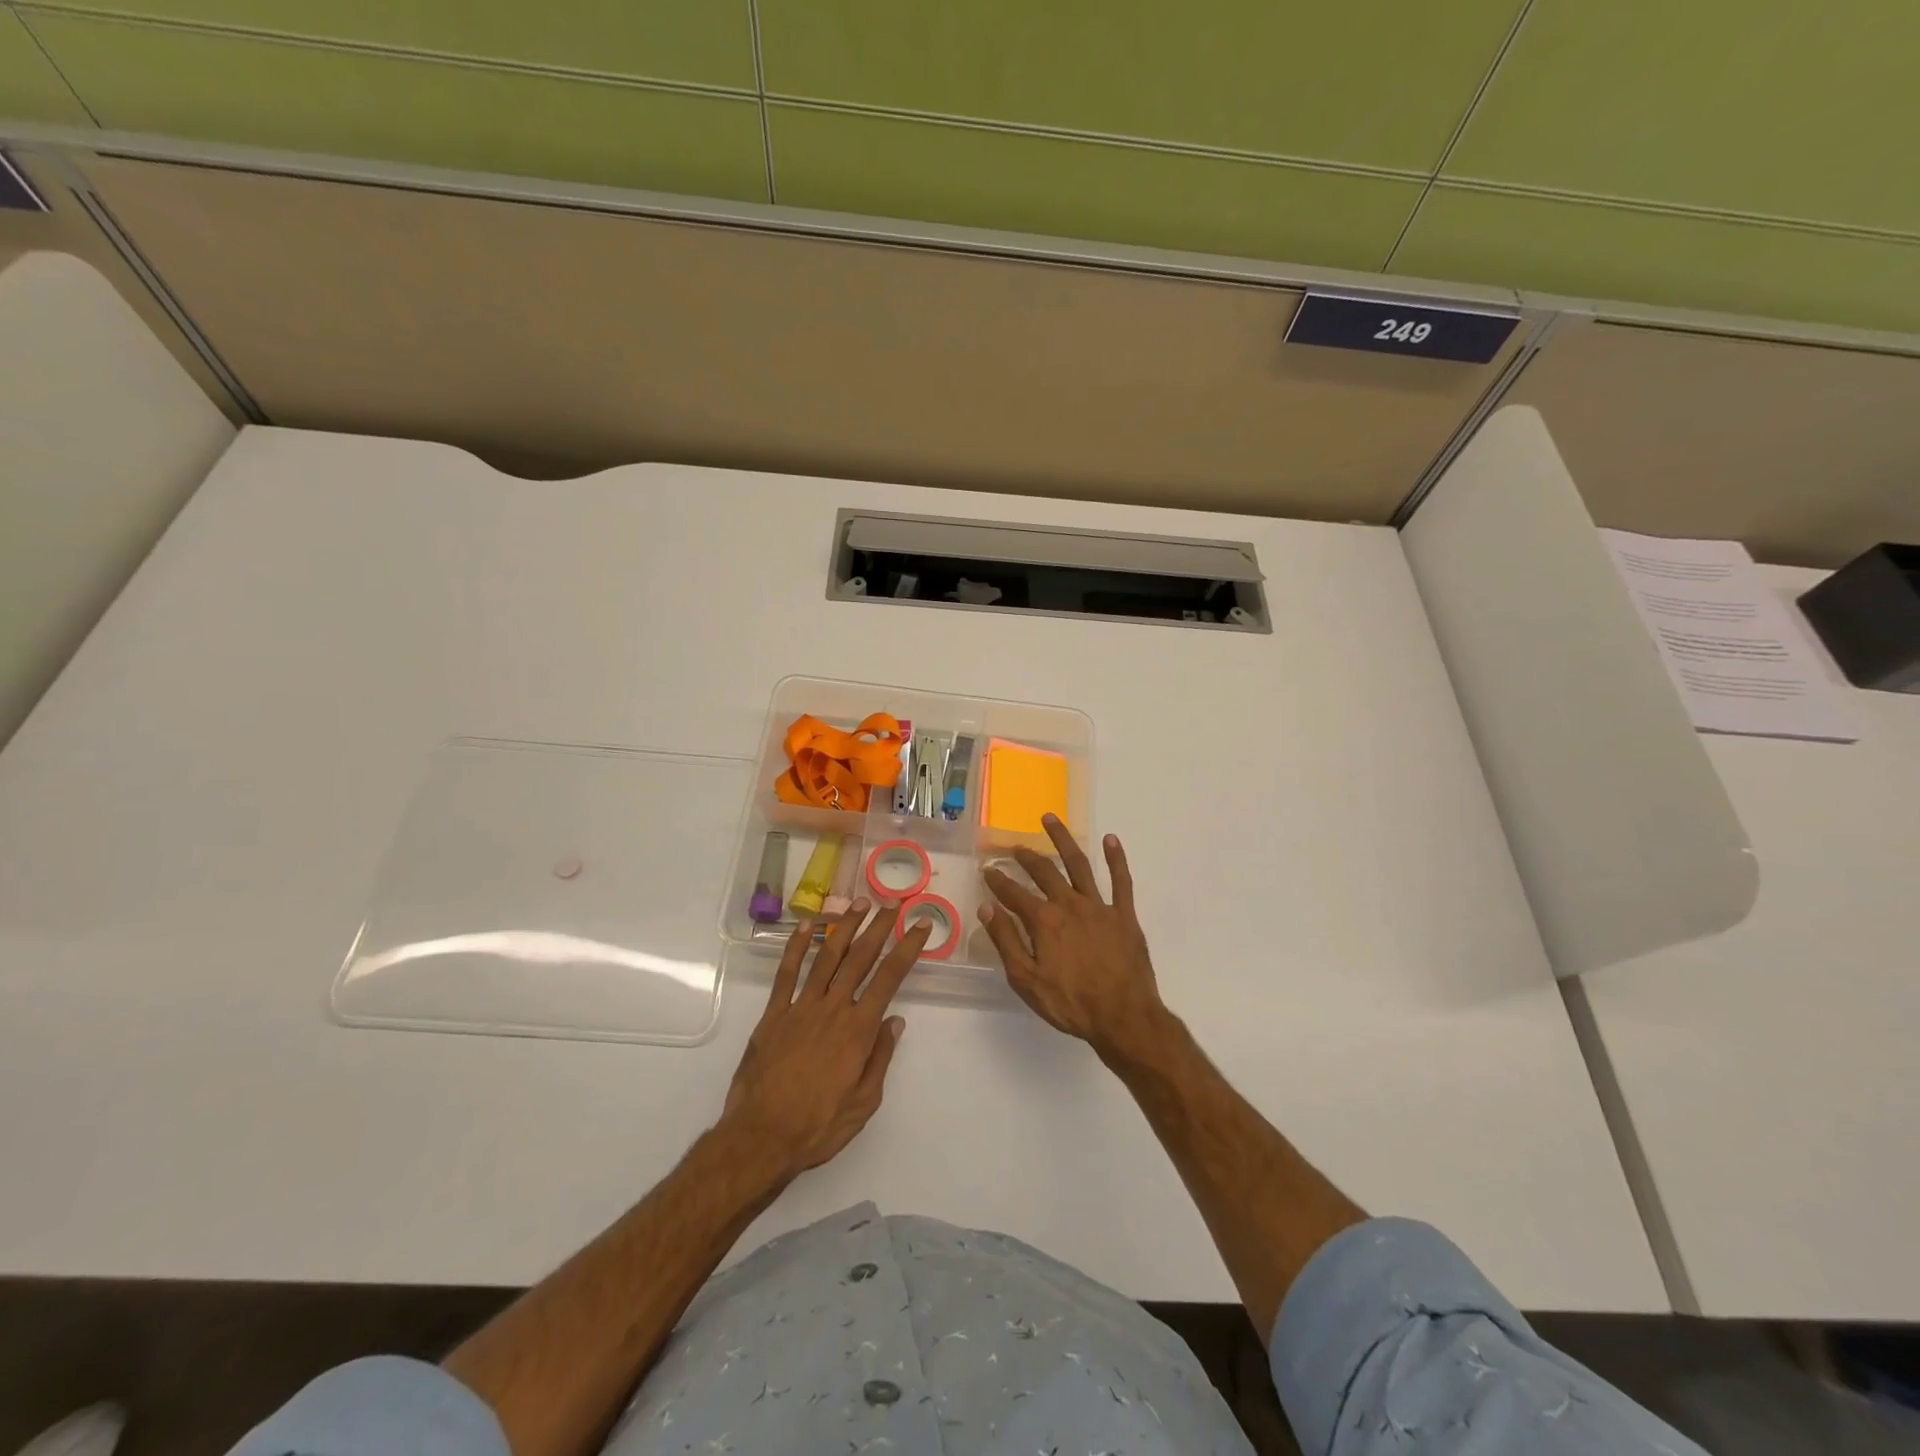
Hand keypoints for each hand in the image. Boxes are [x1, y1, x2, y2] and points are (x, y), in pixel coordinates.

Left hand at [723, 901, 930, 1176]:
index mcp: (858, 1029)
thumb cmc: (818, 1126)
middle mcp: (833, 1009)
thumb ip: (880, 1057)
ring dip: (844, 927)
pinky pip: (786, 974)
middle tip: (892, 903)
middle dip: (879, 927)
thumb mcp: (864, 1102)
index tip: (921, 926)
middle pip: (860, 958)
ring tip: (859, 903)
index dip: (907, 949)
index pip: (890, 978)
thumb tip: (895, 1020)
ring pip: (826, 957)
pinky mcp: (774, 1014)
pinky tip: (806, 926)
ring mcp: (801, 1007)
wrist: (761, 1137)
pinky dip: (796, 947)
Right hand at [979, 817, 1166, 1059]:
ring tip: (1051, 819)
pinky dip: (1116, 858)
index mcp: (1044, 921)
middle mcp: (1070, 905)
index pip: (1014, 894)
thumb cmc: (1071, 1004)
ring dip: (1063, 840)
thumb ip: (1006, 942)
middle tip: (1015, 847)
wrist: (1123, 1017)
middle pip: (1044, 872)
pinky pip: (1121, 881)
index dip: (998, 881)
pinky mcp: (1124, 915)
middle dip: (1026, 857)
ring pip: (1079, 864)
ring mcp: (1099, 907)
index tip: (988, 870)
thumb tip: (986, 909)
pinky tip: (1111, 839)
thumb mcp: (1026, 980)